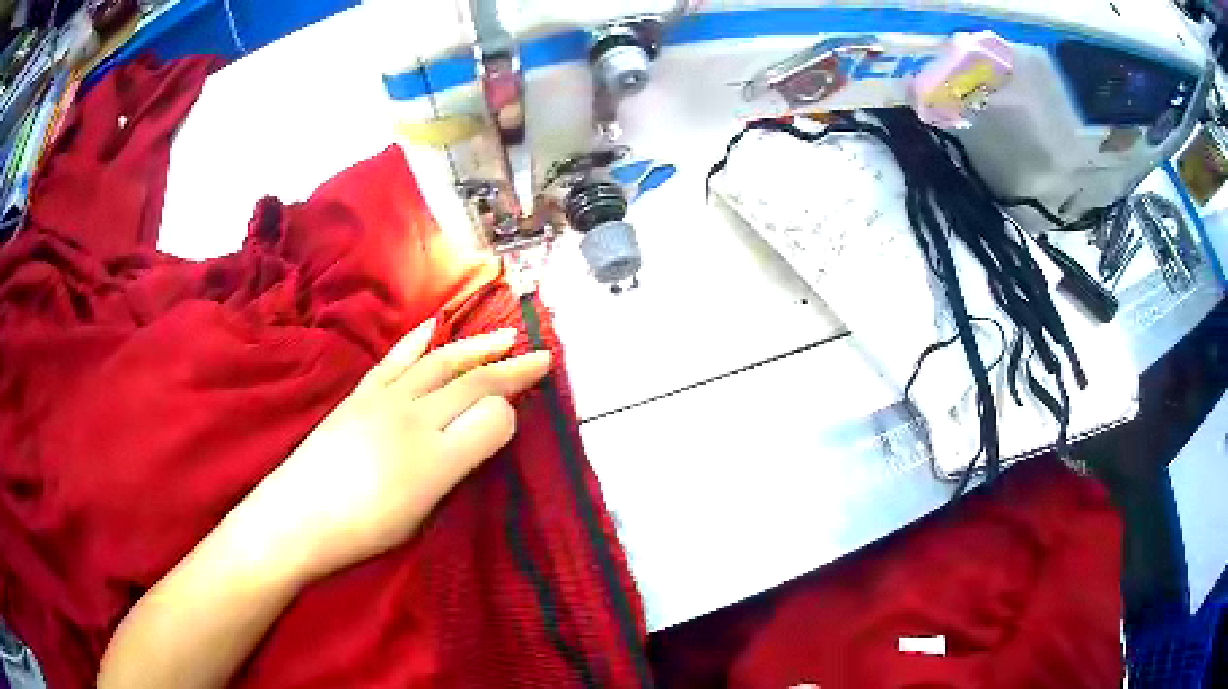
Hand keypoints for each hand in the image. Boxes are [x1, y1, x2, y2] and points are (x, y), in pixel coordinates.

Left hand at [238, 318, 551, 583]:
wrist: (298, 517)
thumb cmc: (364, 530)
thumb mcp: (422, 512)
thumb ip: (459, 465)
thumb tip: (490, 425)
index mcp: (434, 458)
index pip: (490, 416)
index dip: (512, 412)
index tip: (524, 414)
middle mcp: (413, 418)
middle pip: (471, 383)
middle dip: (511, 368)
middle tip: (542, 356)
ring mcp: (384, 400)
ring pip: (440, 363)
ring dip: (476, 347)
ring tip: (504, 335)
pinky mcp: (361, 395)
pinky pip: (395, 359)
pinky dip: (418, 340)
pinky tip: (434, 327)